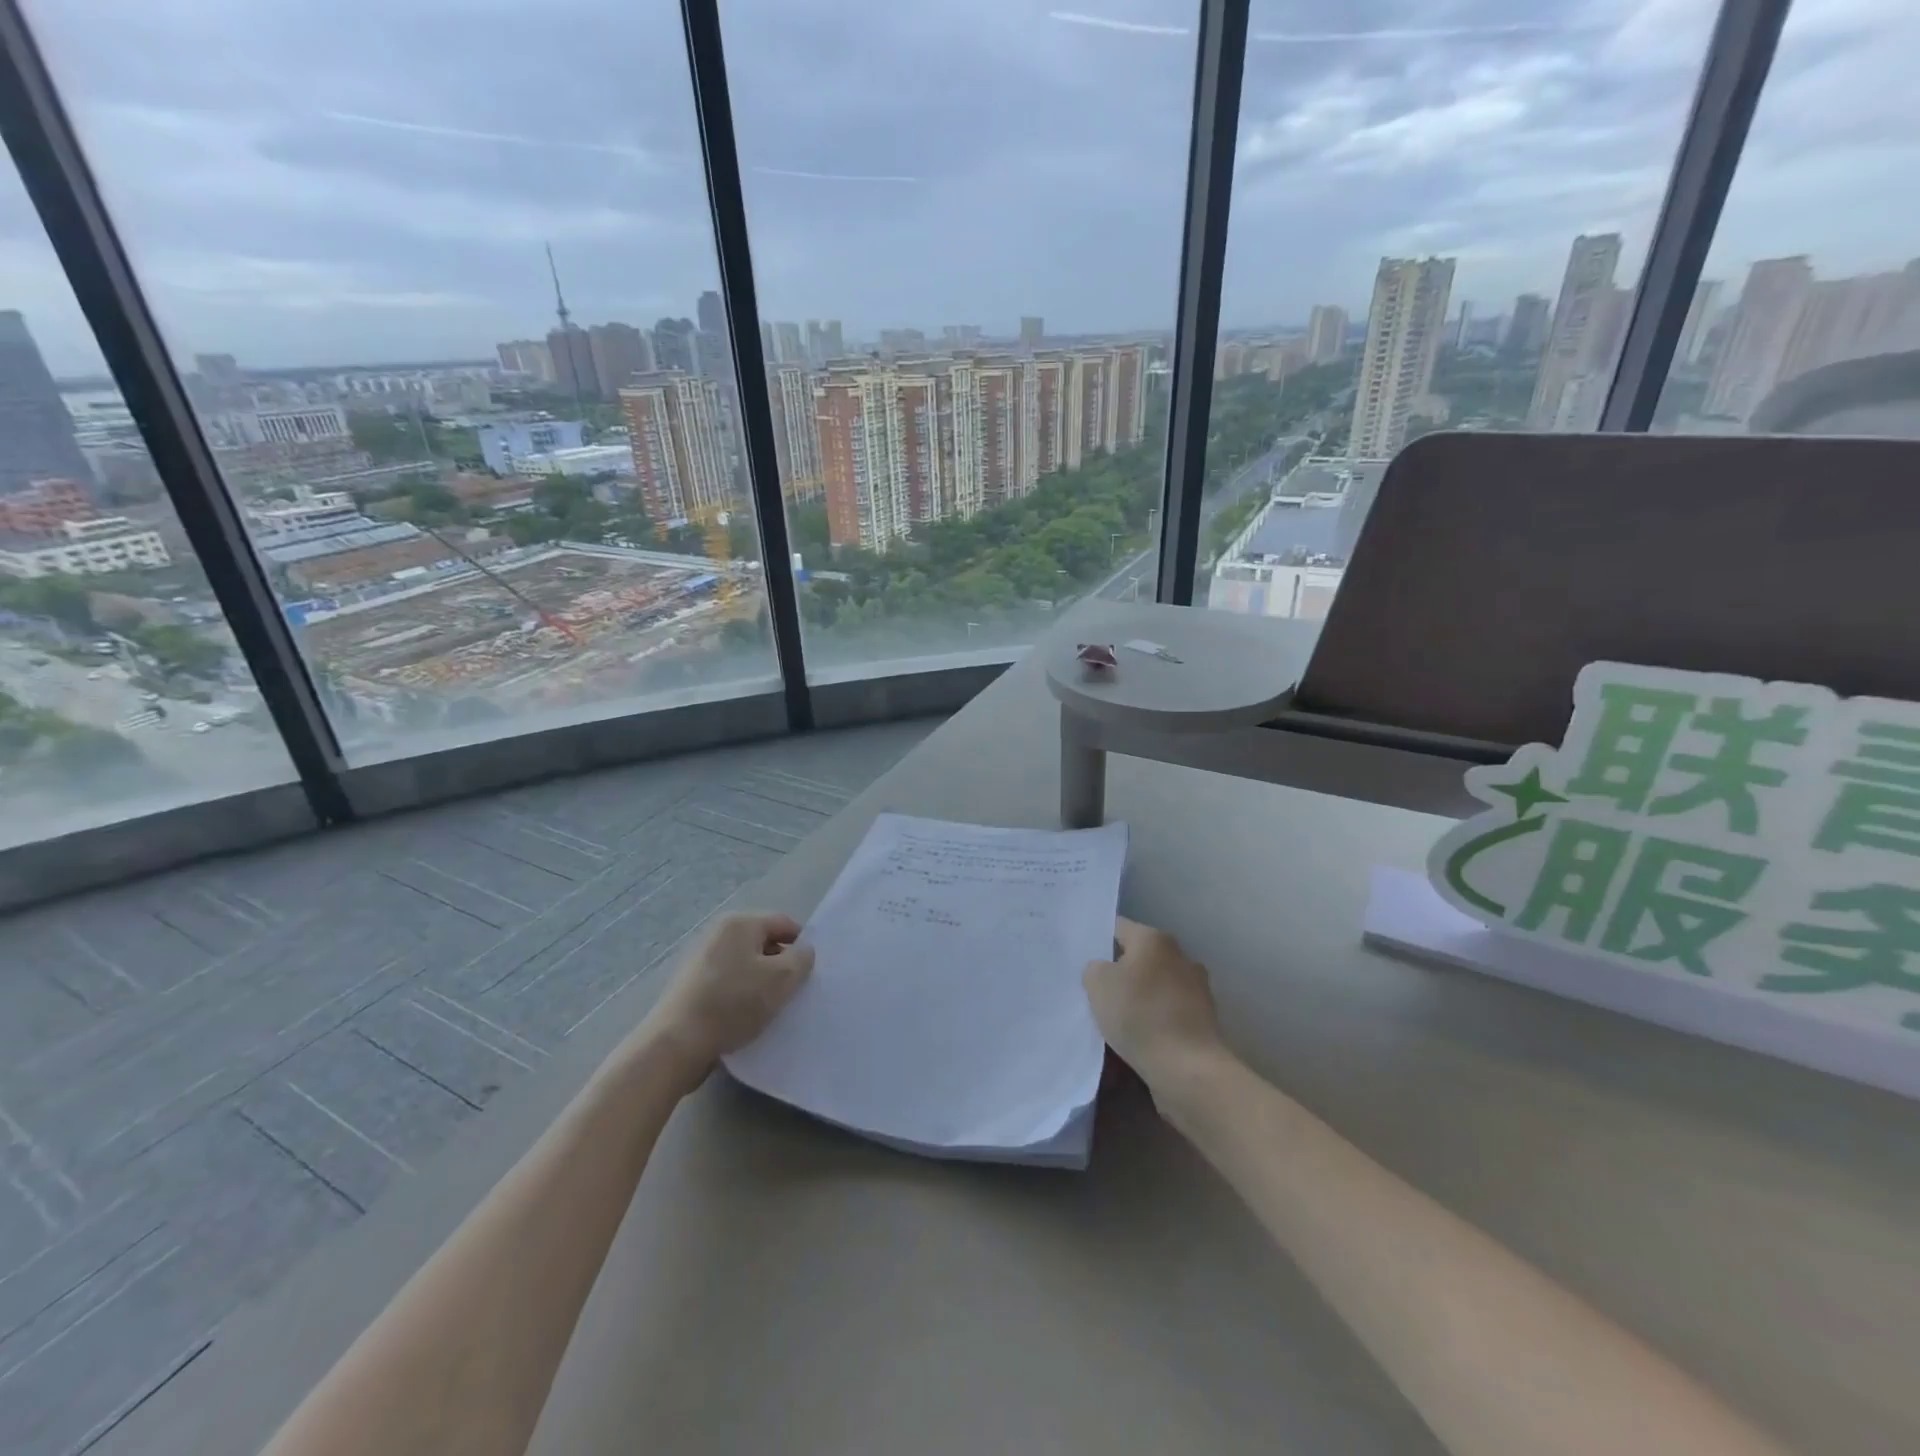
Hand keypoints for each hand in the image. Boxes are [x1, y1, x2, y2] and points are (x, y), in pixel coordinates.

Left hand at [635, 912, 814, 1088]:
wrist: (677, 1043)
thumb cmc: (734, 1003)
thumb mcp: (782, 979)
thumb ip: (802, 958)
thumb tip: (802, 951)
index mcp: (740, 923)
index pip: (784, 923)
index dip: (801, 945)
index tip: (809, 973)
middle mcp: (718, 933)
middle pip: (763, 943)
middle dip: (780, 965)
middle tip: (792, 992)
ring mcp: (701, 958)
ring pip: (745, 965)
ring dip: (761, 982)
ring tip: (769, 1008)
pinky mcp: (690, 984)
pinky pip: (727, 982)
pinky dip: (740, 995)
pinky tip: (744, 1017)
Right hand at [1084, 918, 1229, 1097]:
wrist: (1188, 1068)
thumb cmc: (1139, 1015)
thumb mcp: (1097, 984)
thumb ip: (1095, 968)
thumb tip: (1104, 970)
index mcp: (1154, 939)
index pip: (1118, 928)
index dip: (1098, 941)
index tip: (1083, 960)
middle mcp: (1180, 955)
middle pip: (1139, 957)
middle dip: (1120, 971)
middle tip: (1096, 991)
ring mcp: (1196, 987)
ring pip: (1155, 985)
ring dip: (1140, 997)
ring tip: (1117, 1019)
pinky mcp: (1204, 1019)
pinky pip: (1169, 1011)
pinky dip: (1155, 1019)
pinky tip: (1140, 1037)